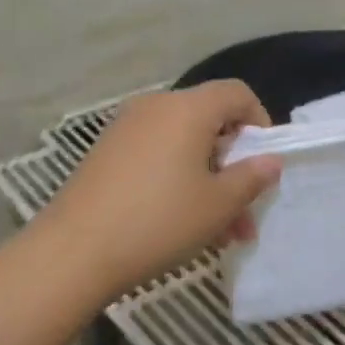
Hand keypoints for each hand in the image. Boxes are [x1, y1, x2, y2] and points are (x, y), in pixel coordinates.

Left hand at [35, 81, 282, 299]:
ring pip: (183, 146)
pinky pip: (156, 156)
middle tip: (245, 211)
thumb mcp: (218, 205)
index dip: (260, 121)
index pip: (236, 93)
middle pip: (209, 122)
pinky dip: (177, 181)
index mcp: (187, 108)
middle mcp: (155, 107)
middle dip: (233, 165)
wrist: (74, 251)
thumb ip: (251, 178)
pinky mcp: (106, 153)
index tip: (265, 161)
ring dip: (208, 182)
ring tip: (221, 233)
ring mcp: (126, 129)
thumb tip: (270, 160)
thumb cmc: (159, 221)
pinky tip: (183, 225)